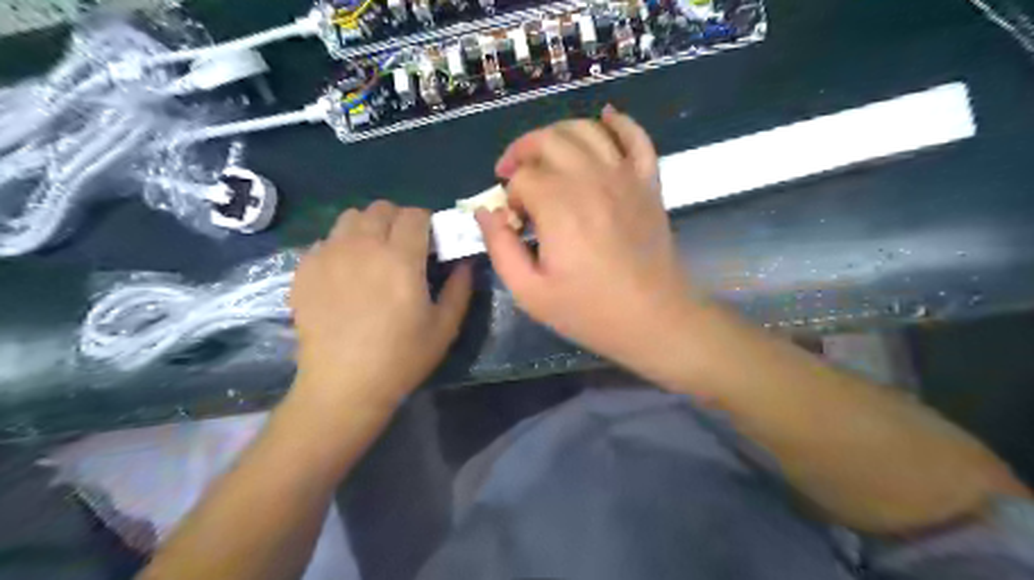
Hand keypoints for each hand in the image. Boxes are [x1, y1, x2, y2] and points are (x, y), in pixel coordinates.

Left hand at [285, 201, 470, 410]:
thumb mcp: (445, 326)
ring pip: (350, 217)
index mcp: (401, 258)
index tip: (430, 242)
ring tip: (373, 255)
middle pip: (382, 208)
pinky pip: (326, 240)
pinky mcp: (305, 269)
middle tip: (404, 248)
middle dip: (398, 220)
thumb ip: (460, 287)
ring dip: (368, 227)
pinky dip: (341, 246)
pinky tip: (346, 274)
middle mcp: (363, 246)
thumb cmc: (401, 358)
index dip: (427, 223)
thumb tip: (464, 261)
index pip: (415, 215)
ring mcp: (328, 255)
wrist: (343, 386)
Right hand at [479, 105, 702, 379]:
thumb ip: (500, 249)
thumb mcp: (530, 293)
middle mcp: (590, 179)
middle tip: (511, 175)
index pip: (521, 178)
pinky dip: (619, 122)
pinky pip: (636, 137)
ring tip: (544, 155)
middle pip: (547, 141)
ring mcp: (624, 177)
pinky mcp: (648, 183)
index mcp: (559, 206)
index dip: (508, 196)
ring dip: (557, 133)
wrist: (654, 319)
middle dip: (522, 152)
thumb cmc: (590, 311)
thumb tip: (486, 213)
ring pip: (585, 130)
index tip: (512, 222)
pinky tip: (605, 117)